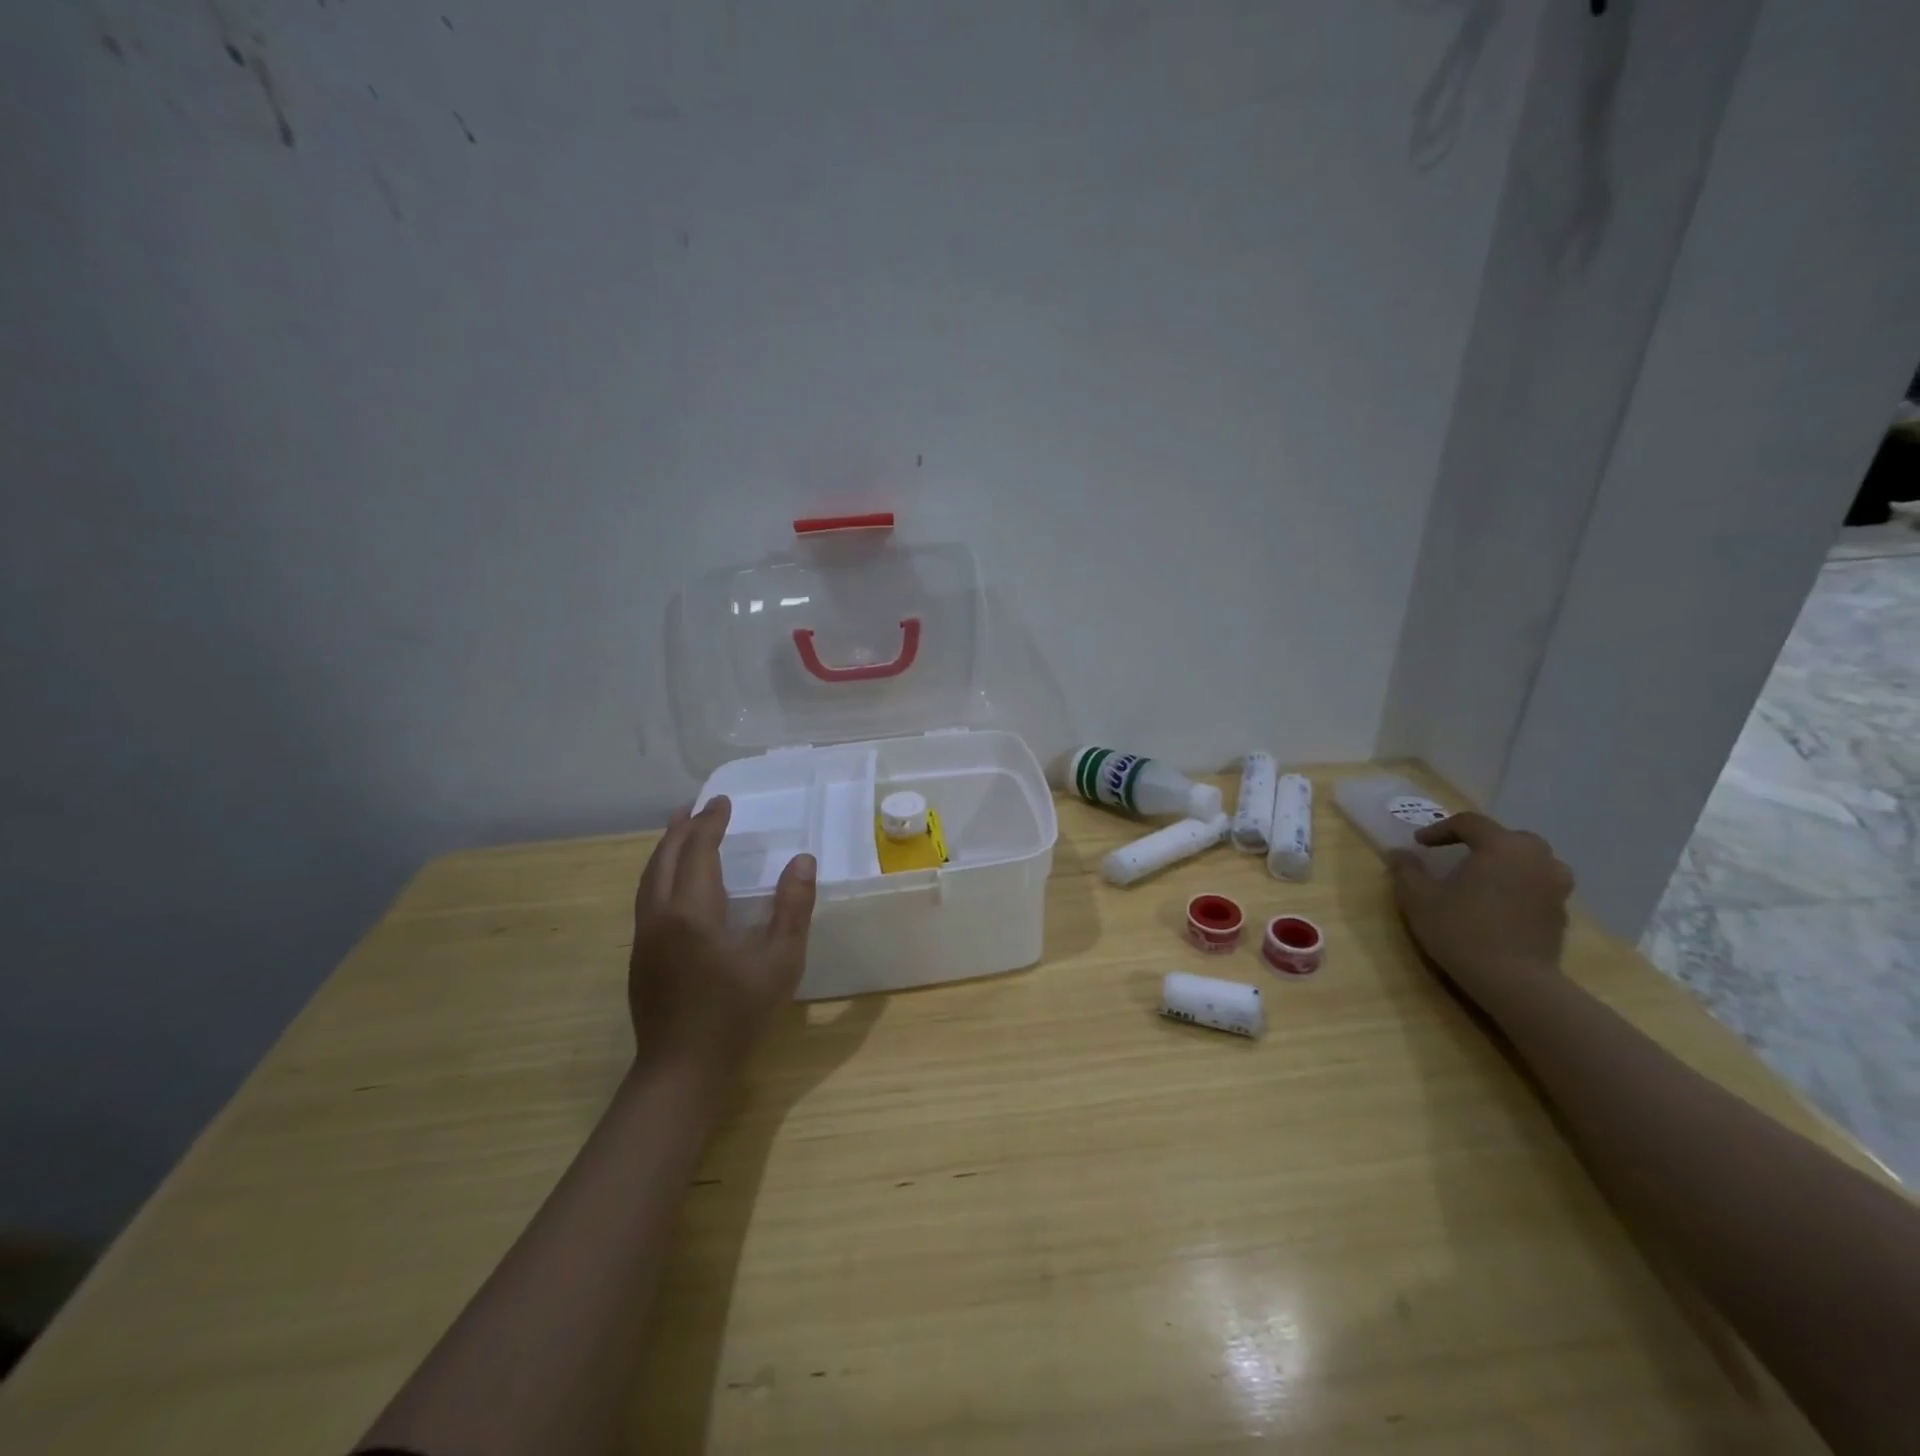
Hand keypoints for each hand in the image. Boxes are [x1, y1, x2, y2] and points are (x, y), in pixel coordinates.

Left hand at [628, 796, 816, 1076]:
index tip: (723, 802)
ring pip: (649, 878)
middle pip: (664, 858)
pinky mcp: (640, 957)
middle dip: (681, 829)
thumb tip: (802, 860)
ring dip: (665, 849)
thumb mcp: (779, 961)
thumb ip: (792, 907)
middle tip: (699, 807)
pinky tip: (673, 883)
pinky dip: (660, 874)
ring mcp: (644, 938)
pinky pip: (647, 898)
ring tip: (679, 831)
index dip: (710, 823)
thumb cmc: (736, 1015)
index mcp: (692, 911)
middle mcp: (659, 916)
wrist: (681, 1071)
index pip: (697, 851)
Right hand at [1386, 812, 1574, 1007]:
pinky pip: (1537, 886)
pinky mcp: (1560, 913)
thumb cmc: (1461, 930)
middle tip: (1456, 855)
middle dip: (1480, 842)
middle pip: (1507, 837)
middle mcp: (1536, 858)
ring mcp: (1555, 886)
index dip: (1440, 829)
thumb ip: (1407, 870)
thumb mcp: (1418, 898)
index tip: (1419, 844)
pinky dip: (1518, 886)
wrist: (1515, 982)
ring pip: (1530, 861)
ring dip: (1505, 863)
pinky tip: (1497, 905)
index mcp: (1502, 846)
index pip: (1469, 823)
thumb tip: (1399, 853)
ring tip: (1482, 879)